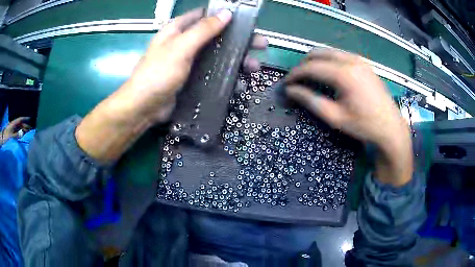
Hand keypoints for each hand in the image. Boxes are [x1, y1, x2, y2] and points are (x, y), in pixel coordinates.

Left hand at [1, 117, 30, 144]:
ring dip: (23, 130)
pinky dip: (20, 133)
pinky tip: (22, 136)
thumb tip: (23, 133)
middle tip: (30, 129)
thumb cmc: (6, 137)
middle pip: (20, 124)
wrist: (2, 139)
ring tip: (27, 133)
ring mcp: (12, 129)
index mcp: (13, 124)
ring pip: (19, 128)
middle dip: (25, 126)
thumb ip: (17, 135)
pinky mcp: (12, 133)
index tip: (30, 118)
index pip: (20, 120)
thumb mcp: (11, 136)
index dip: (25, 118)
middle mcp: (13, 125)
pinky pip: (17, 132)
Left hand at [76, 8, 266, 161]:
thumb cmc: (158, 73)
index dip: (225, 16)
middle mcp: (186, 42)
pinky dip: (227, 75)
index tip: (246, 21)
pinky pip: (214, 71)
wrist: (145, 107)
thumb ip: (203, 30)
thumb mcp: (180, 48)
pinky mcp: (193, 77)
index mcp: (179, 29)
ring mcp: (190, 60)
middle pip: (217, 35)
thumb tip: (227, 13)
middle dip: (238, 40)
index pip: (205, 15)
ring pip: (218, 54)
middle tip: (260, 45)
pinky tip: (240, 81)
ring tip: (254, 67)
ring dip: (237, 59)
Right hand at [285, 49, 412, 185]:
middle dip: (304, 64)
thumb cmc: (363, 125)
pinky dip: (329, 61)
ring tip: (310, 76)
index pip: (311, 67)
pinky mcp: (364, 63)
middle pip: (318, 52)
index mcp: (344, 74)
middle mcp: (351, 60)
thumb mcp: (335, 117)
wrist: (390, 127)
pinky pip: (340, 55)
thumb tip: (290, 91)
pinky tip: (329, 74)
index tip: (286, 83)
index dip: (295, 74)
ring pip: (329, 51)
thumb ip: (310, 101)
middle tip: (297, 80)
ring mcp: (359, 59)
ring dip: (316, 61)